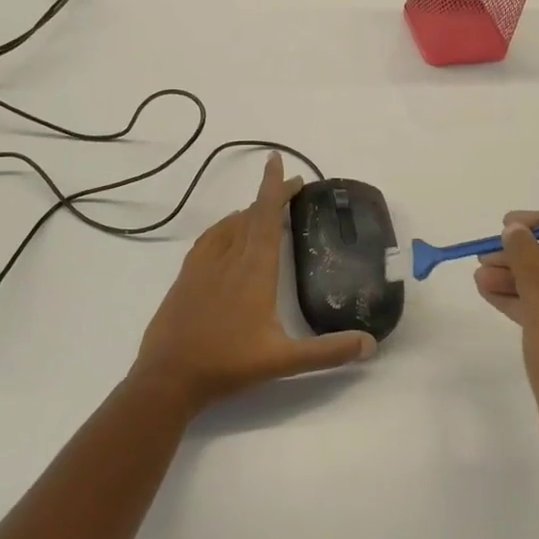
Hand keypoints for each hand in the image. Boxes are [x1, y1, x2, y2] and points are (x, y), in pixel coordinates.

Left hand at [129, 154, 376, 412]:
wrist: (168, 377)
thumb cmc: (228, 364)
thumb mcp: (284, 360)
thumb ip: (328, 351)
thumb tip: (370, 344)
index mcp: (255, 270)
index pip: (266, 216)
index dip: (274, 187)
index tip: (277, 161)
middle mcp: (230, 258)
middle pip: (251, 214)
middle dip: (271, 195)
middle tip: (292, 185)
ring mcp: (204, 265)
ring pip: (230, 225)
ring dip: (250, 211)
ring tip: (266, 210)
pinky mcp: (186, 276)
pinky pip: (210, 238)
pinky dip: (225, 227)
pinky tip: (228, 234)